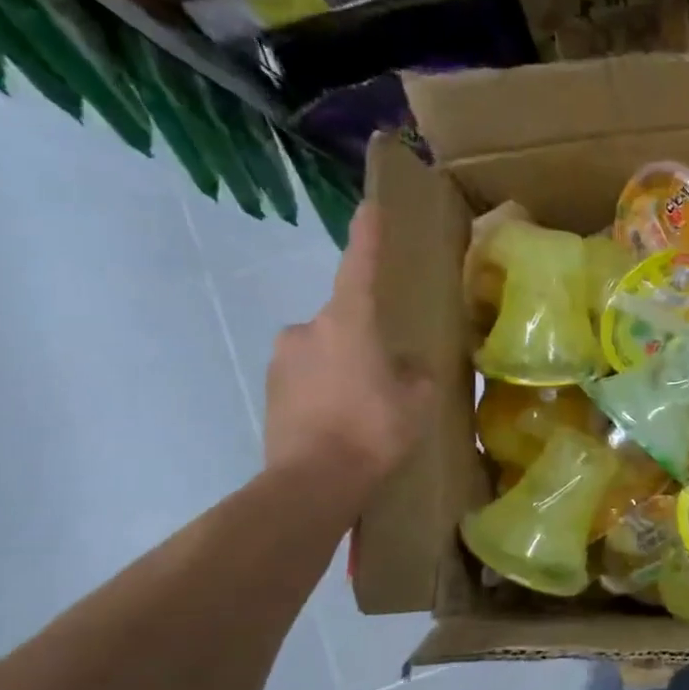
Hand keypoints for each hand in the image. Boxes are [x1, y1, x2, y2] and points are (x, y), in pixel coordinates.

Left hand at [265, 203, 430, 498]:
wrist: (311, 483)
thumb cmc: (373, 430)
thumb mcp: (417, 400)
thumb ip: (415, 373)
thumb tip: (405, 367)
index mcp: (348, 321)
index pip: (359, 266)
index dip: (368, 236)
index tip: (371, 206)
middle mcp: (307, 329)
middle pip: (344, 319)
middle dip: (366, 337)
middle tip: (390, 371)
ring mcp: (283, 360)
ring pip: (324, 351)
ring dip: (345, 366)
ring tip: (368, 405)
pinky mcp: (271, 391)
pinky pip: (308, 378)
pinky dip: (326, 390)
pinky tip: (345, 422)